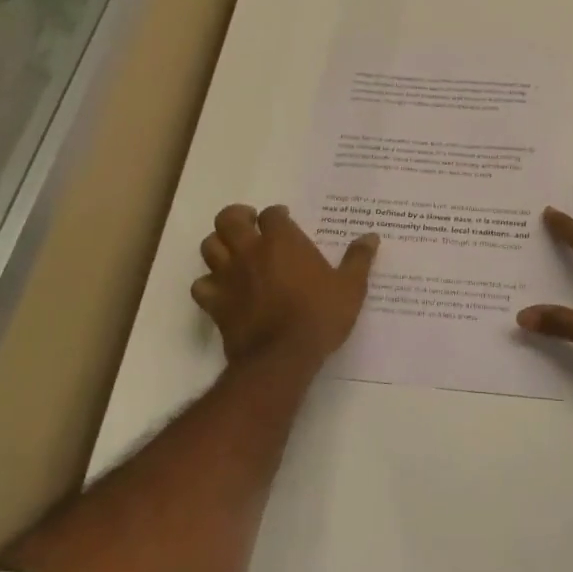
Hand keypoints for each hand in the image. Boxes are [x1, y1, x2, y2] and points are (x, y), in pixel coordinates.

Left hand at [191, 204, 378, 369]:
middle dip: (237, 217)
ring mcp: (229, 276)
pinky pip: (201, 285)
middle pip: (228, 219)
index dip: (277, 215)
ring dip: (219, 245)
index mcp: (283, 241)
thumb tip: (371, 237)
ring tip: (233, 252)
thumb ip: (358, 259)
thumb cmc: (319, 315)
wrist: (282, 357)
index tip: (285, 221)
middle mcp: (251, 251)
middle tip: (250, 226)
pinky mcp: (216, 303)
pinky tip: (221, 289)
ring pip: (209, 246)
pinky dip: (208, 283)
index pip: (272, 214)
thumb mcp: (350, 287)